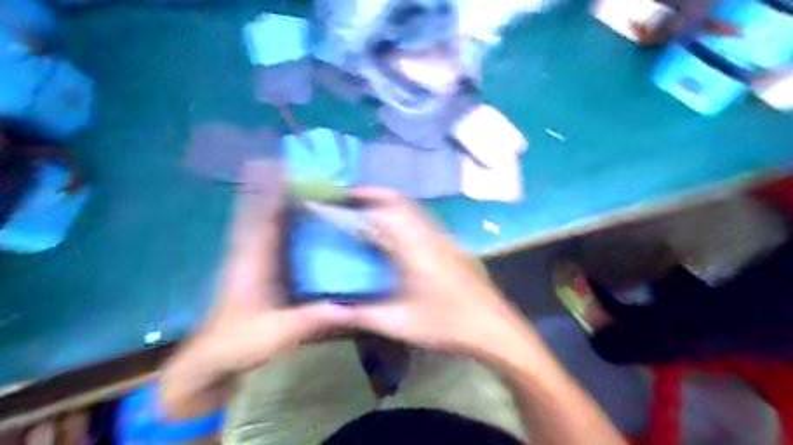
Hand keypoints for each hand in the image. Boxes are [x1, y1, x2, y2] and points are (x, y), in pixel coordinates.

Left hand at [160, 162, 352, 418]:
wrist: (211, 361)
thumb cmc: (238, 343)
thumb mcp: (276, 334)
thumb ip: (309, 320)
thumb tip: (349, 308)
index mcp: (252, 262)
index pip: (261, 217)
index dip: (270, 189)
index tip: (282, 165)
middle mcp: (250, 253)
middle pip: (259, 210)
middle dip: (271, 184)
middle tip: (290, 161)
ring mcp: (251, 259)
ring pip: (260, 219)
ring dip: (271, 196)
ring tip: (291, 176)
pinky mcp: (256, 267)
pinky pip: (266, 233)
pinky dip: (274, 216)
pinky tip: (290, 211)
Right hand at [348, 188, 538, 365]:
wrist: (493, 328)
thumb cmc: (446, 324)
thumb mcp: (399, 323)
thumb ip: (363, 314)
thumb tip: (332, 310)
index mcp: (414, 248)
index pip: (383, 213)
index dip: (360, 205)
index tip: (341, 202)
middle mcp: (430, 235)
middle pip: (401, 201)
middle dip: (376, 195)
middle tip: (353, 199)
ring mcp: (445, 239)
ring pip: (415, 209)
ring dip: (392, 204)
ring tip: (371, 212)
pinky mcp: (453, 246)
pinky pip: (424, 220)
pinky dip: (406, 216)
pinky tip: (399, 234)